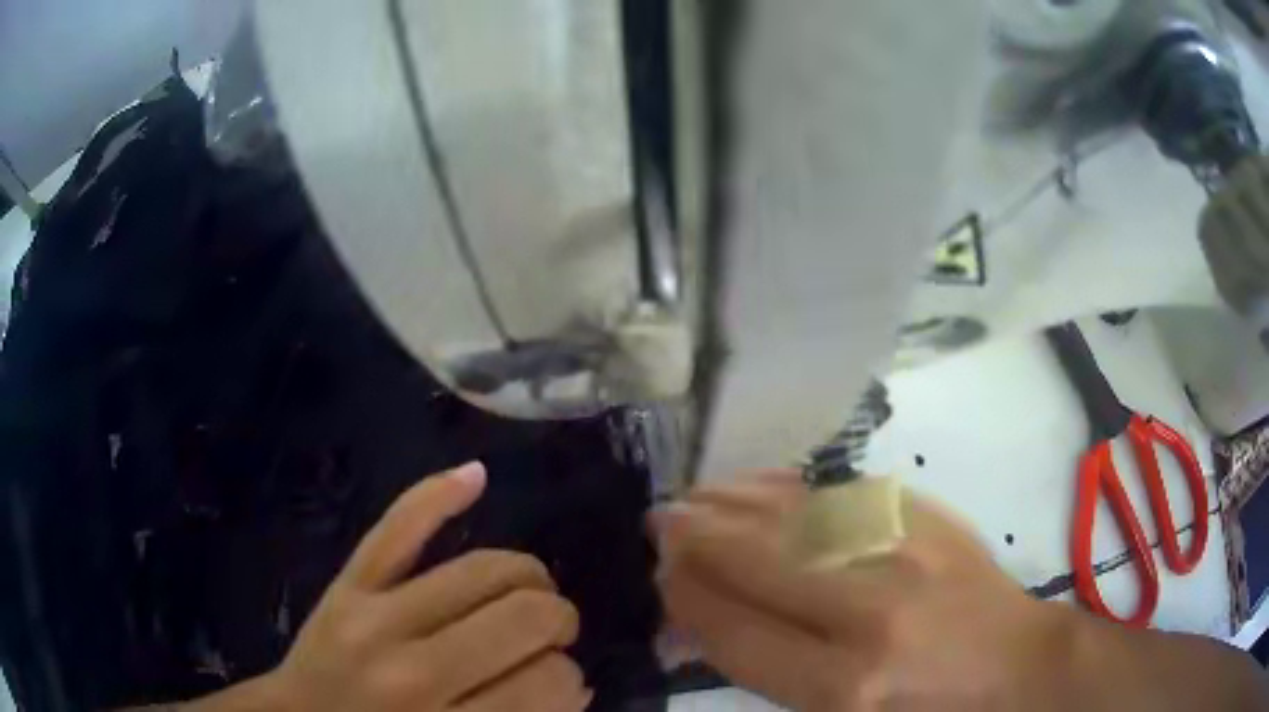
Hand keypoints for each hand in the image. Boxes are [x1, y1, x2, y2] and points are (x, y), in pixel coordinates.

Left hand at [262, 463, 590, 711]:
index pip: (545, 682)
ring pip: (481, 570)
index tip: (562, 687)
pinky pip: (396, 528)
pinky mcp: (347, 583)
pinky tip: (477, 476)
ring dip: (529, 577)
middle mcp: (414, 668)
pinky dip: (436, 496)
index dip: (568, 682)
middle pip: (523, 618)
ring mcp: (374, 614)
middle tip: (554, 637)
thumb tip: (576, 685)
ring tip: (533, 593)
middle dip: (558, 622)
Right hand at [653, 472, 1072, 710]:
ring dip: (730, 504)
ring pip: (790, 517)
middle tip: (659, 523)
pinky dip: (783, 487)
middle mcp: (867, 613)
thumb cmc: (921, 709)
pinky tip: (755, 484)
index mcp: (841, 684)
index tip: (660, 578)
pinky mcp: (925, 517)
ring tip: (692, 498)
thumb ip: (767, 668)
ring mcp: (901, 552)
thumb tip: (700, 622)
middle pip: (755, 563)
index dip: (687, 600)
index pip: (734, 632)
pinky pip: (836, 493)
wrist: (1010, 659)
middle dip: (695, 541)